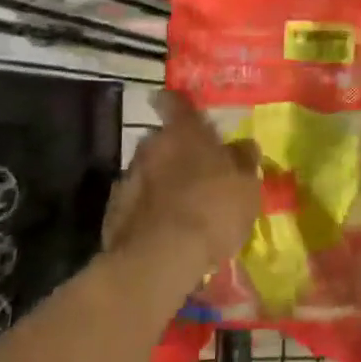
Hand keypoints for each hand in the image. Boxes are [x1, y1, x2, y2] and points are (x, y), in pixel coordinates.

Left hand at [103, 91, 261, 280]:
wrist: (161, 258)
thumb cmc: (213, 210)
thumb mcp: (246, 187)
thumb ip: (243, 161)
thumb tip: (244, 146)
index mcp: (185, 133)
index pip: (177, 103)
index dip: (177, 103)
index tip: (175, 103)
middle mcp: (152, 146)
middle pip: (163, 140)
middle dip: (176, 152)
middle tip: (197, 172)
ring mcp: (128, 178)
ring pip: (149, 172)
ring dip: (163, 183)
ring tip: (183, 208)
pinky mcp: (114, 211)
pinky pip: (137, 202)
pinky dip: (150, 210)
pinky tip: (165, 230)